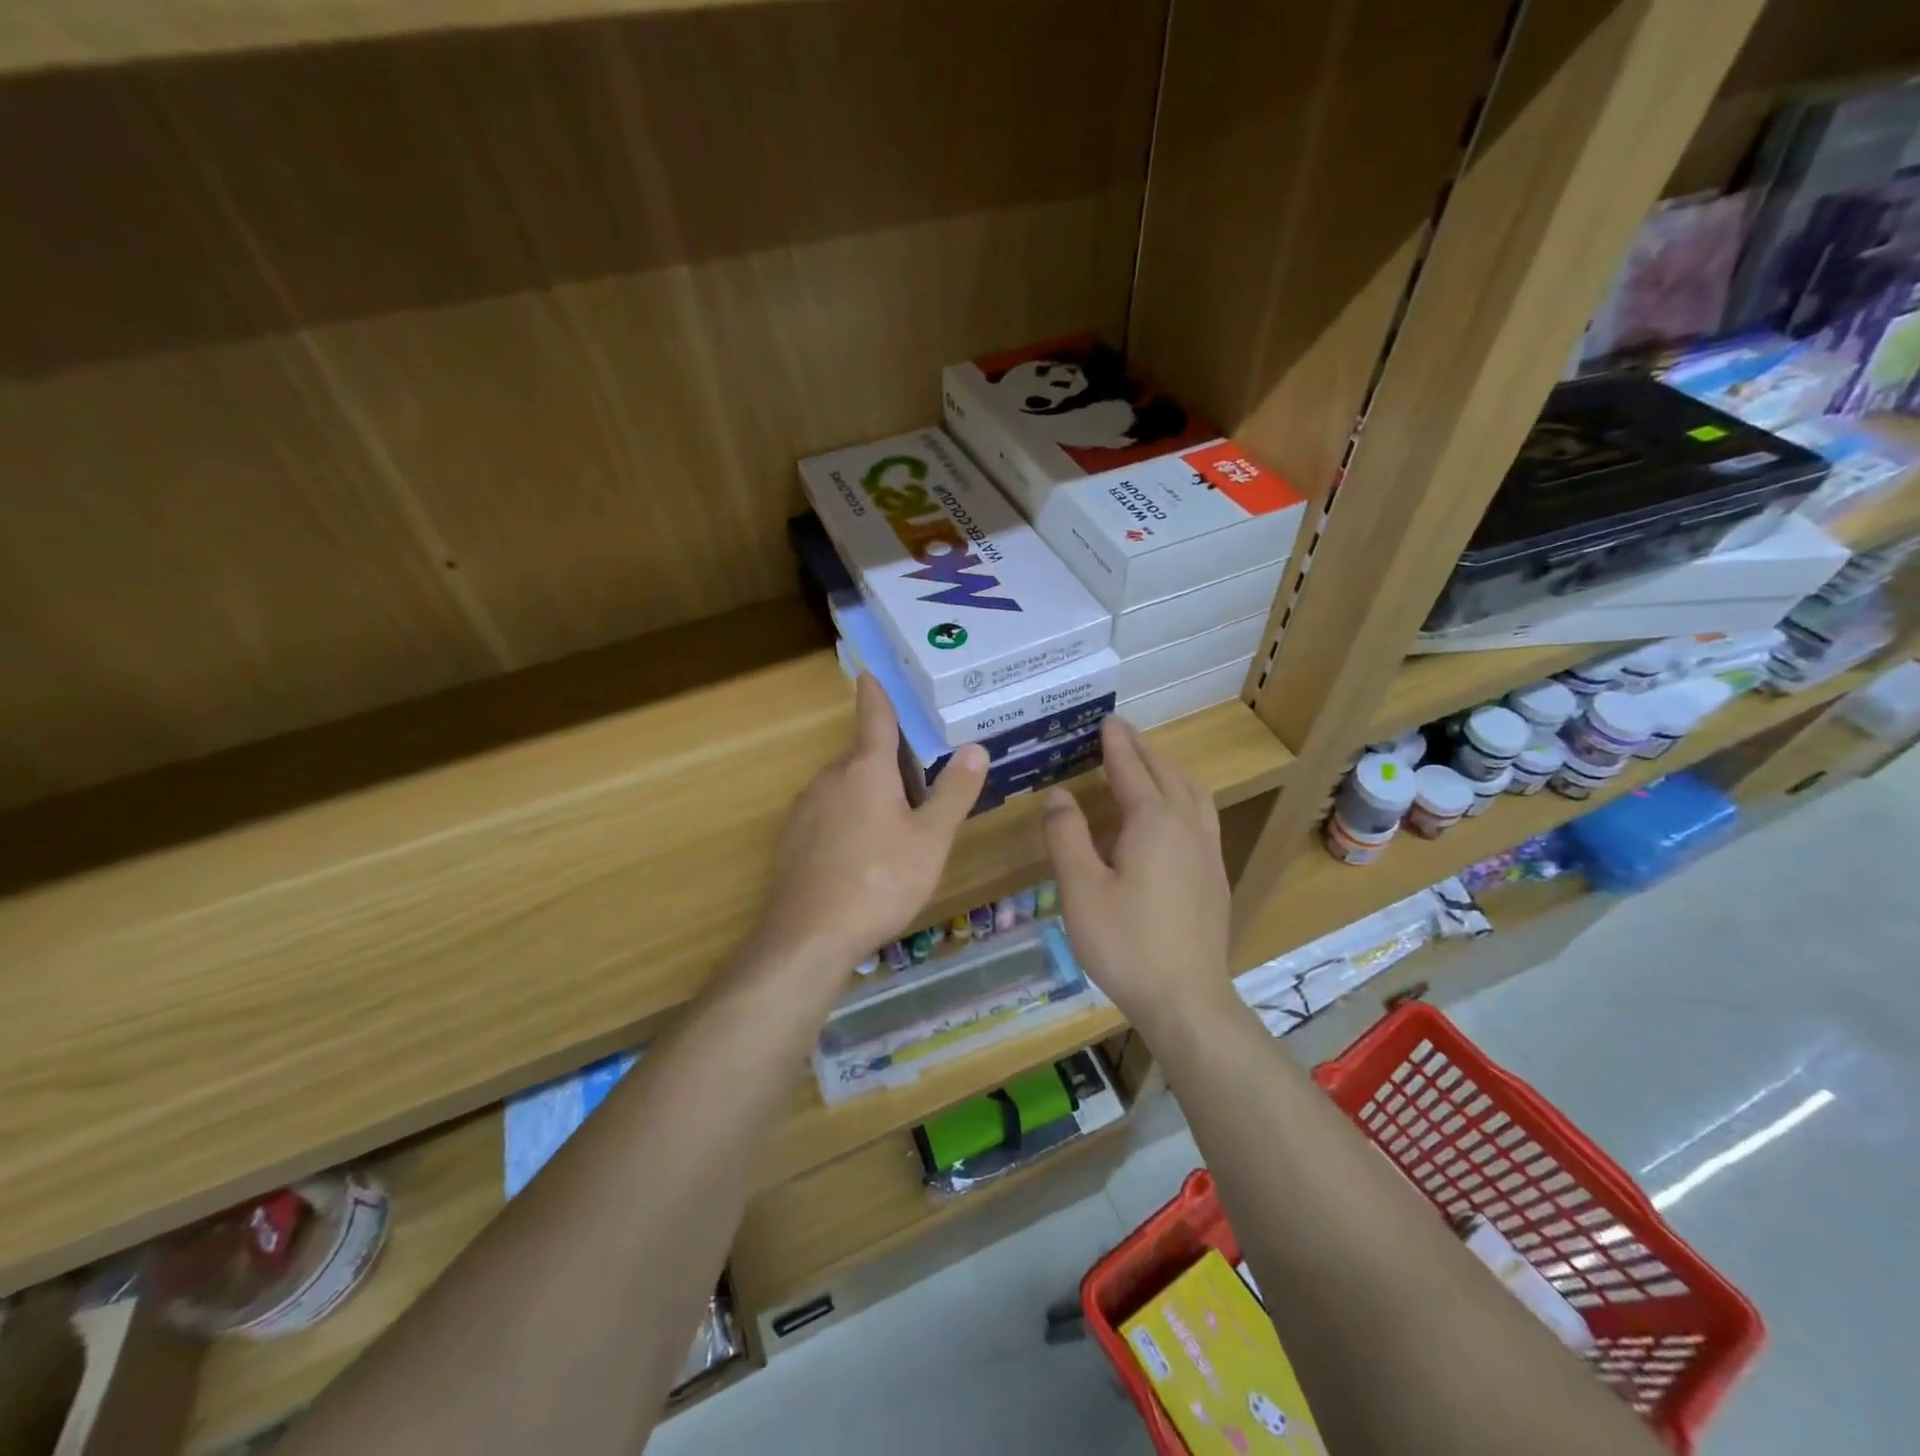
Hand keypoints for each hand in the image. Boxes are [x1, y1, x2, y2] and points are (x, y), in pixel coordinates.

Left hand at [755, 674, 987, 974]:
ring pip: (846, 787)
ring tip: (898, 829)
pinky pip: (829, 814)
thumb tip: (975, 748)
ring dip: (870, 794)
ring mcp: (806, 809)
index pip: (874, 718)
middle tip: (921, 786)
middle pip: (863, 757)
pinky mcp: (793, 839)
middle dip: (889, 763)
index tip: (870, 672)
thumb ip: (953, 792)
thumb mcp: (930, 839)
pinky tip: (863, 856)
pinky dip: (849, 819)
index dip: (876, 694)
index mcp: (866, 770)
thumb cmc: (879, 881)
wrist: (808, 937)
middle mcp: (830, 778)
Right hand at [1042, 716, 1231, 1032]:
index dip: (1116, 744)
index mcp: (1154, 822)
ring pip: (1192, 793)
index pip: (1132, 769)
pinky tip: (1172, 816)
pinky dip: (1183, 795)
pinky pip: (1201, 815)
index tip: (1106, 720)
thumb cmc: (1126, 943)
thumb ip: (1067, 836)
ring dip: (1168, 770)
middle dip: (1142, 749)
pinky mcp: (1215, 876)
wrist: (1187, 999)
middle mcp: (1187, 826)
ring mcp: (1208, 851)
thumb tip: (1060, 795)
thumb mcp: (1081, 889)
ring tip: (1148, 764)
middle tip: (1121, 732)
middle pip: (1167, 773)